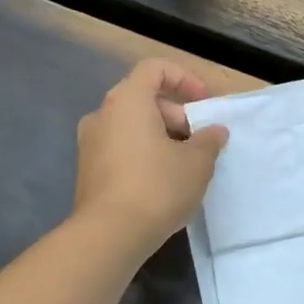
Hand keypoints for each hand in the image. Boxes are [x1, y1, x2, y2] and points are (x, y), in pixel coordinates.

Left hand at [74, 59, 228, 251]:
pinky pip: (122, 148)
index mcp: (128, 101)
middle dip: (178, 116)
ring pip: (133, 126)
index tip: (205, 104)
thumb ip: (209, 140)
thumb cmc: (157, 186)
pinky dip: (145, 154)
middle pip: (144, 99)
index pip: (155, 69)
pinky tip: (165, 183)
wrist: (109, 235)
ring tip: (187, 165)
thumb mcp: (197, 162)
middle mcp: (103, 114)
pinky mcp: (88, 170)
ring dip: (163, 137)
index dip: (185, 79)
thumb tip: (215, 131)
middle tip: (201, 142)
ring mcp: (90, 143)